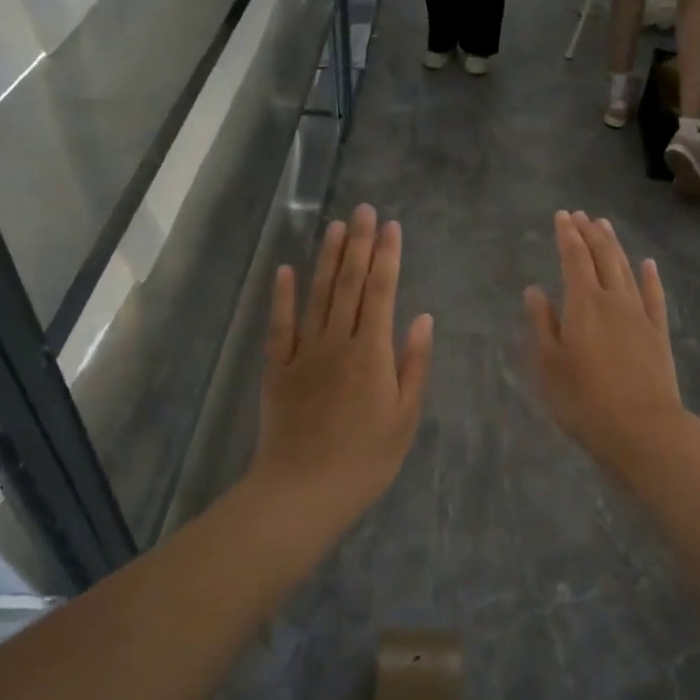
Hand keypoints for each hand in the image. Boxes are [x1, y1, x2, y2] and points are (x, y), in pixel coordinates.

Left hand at [250, 205, 433, 544]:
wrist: (304, 490)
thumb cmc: (366, 459)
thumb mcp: (405, 416)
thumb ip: (414, 364)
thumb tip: (422, 318)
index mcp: (373, 353)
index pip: (381, 292)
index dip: (387, 257)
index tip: (391, 226)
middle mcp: (337, 342)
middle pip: (348, 284)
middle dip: (358, 244)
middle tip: (363, 209)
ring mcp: (303, 353)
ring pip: (316, 295)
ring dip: (326, 258)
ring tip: (334, 226)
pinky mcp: (277, 368)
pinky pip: (279, 325)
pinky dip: (282, 296)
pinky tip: (285, 270)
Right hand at [525, 211, 688, 474]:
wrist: (642, 428)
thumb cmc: (583, 400)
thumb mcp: (548, 364)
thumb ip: (541, 323)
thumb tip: (534, 290)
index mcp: (583, 304)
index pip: (574, 259)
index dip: (567, 235)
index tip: (562, 216)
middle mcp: (614, 300)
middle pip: (603, 257)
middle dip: (591, 233)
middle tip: (582, 215)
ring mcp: (640, 315)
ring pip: (627, 270)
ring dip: (615, 246)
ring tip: (606, 226)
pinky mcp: (658, 333)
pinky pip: (654, 296)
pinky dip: (649, 277)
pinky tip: (648, 264)